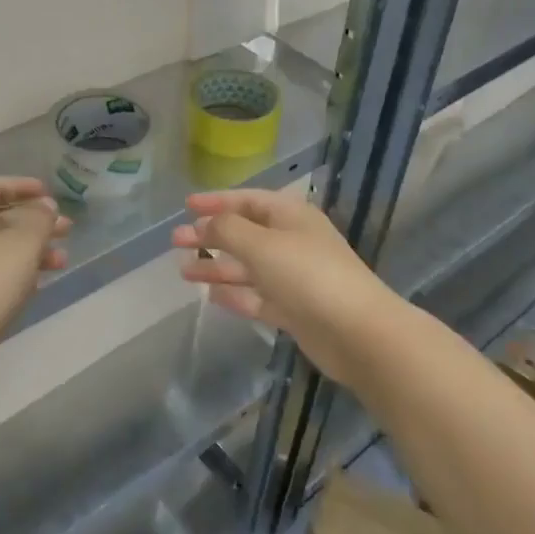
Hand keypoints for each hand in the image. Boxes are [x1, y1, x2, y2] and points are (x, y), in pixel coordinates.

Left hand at [0, 176, 70, 349]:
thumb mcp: (24, 242)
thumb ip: (40, 219)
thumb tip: (45, 207)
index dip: (21, 186)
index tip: (48, 193)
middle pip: (1, 218)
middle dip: (36, 221)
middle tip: (67, 229)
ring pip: (4, 247)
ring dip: (35, 248)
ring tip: (63, 260)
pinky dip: (22, 270)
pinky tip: (42, 281)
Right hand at [172, 189, 401, 388]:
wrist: (358, 333)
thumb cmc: (308, 276)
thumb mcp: (261, 244)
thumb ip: (228, 230)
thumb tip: (206, 223)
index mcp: (290, 216)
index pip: (247, 200)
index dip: (216, 202)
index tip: (186, 206)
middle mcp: (292, 242)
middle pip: (244, 234)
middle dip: (210, 236)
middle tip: (176, 242)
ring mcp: (294, 277)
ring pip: (248, 267)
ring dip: (217, 267)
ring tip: (184, 271)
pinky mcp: (295, 310)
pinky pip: (258, 297)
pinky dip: (235, 294)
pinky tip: (211, 296)